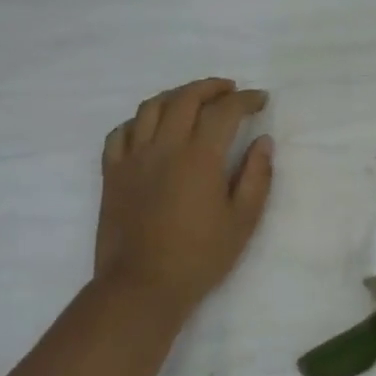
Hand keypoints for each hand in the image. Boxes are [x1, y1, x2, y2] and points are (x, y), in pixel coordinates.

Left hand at [96, 78, 272, 320]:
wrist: (141, 288)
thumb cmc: (199, 257)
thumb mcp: (243, 221)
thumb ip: (257, 176)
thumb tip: (263, 141)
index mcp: (199, 157)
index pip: (224, 111)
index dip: (245, 99)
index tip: (260, 99)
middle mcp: (164, 147)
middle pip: (186, 98)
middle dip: (211, 87)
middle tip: (230, 90)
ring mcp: (133, 158)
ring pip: (150, 108)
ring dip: (176, 95)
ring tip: (192, 100)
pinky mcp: (112, 174)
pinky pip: (120, 133)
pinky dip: (138, 121)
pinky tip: (150, 127)